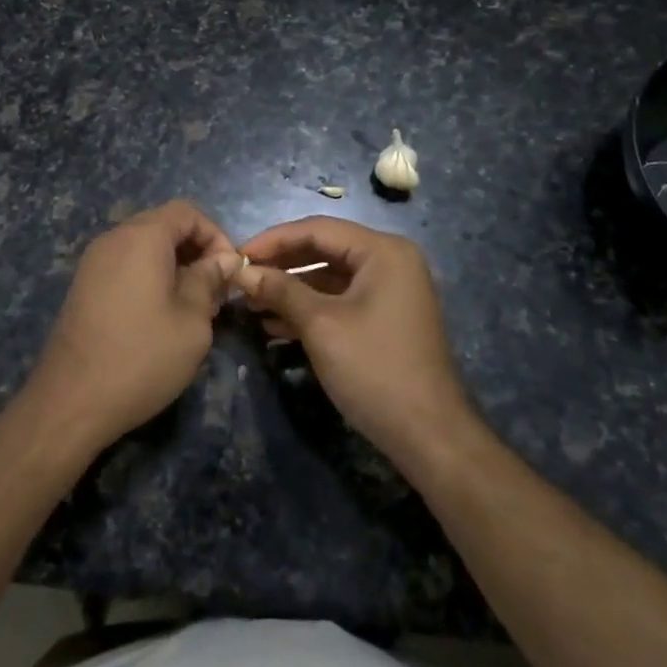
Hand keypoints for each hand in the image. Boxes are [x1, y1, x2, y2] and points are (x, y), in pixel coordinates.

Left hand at [23, 201, 239, 455]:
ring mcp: (93, 262)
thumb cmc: (142, 356)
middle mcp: (114, 238)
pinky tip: (159, 315)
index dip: (215, 235)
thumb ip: (209, 281)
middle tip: (214, 291)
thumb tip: (222, 259)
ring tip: (191, 306)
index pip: (186, 212)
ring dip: (173, 265)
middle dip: (195, 250)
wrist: (72, 400)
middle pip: (163, 225)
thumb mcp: (192, 321)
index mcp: (142, 237)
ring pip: (143, 246)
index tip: (228, 272)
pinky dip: (148, 276)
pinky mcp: (83, 286)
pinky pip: (125, 265)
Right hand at [237, 216, 475, 471]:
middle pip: (324, 250)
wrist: (429, 436)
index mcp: (382, 251)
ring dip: (291, 290)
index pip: (317, 229)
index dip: (273, 240)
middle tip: (242, 279)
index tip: (236, 255)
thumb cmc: (375, 369)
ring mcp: (390, 291)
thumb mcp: (321, 325)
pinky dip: (310, 309)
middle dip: (281, 266)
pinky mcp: (385, 318)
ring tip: (252, 305)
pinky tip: (276, 327)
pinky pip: (340, 301)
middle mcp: (390, 262)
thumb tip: (242, 271)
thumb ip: (280, 290)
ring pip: (329, 278)